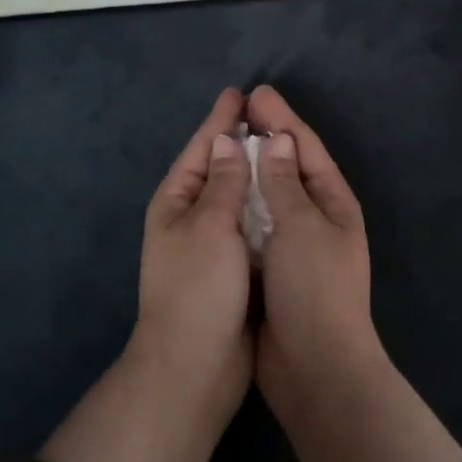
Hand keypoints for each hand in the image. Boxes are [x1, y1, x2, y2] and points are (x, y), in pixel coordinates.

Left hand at [133, 86, 255, 425]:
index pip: (201, 149)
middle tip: (266, 113)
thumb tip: (226, 140)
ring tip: (279, 146)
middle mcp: (190, 218)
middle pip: (217, 168)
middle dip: (238, 141)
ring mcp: (210, 244)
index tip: (239, 93)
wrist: (194, 367)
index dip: (220, 120)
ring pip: (236, 197)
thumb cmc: (198, 289)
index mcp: (176, 202)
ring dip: (254, 172)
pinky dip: (265, 207)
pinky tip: (284, 196)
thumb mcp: (210, 227)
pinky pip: (250, 225)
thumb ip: (223, 183)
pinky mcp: (232, 268)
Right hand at [244, 85, 379, 409]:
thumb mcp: (301, 228)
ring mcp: (294, 243)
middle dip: (265, 137)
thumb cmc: (314, 289)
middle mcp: (316, 217)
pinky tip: (219, 191)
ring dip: (249, 168)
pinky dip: (239, 203)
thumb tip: (276, 141)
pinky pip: (254, 223)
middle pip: (287, 167)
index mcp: (332, 202)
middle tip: (237, 110)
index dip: (281, 119)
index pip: (305, 148)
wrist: (315, 369)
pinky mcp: (271, 266)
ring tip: (224, 142)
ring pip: (268, 194)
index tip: (255, 93)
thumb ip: (284, 183)